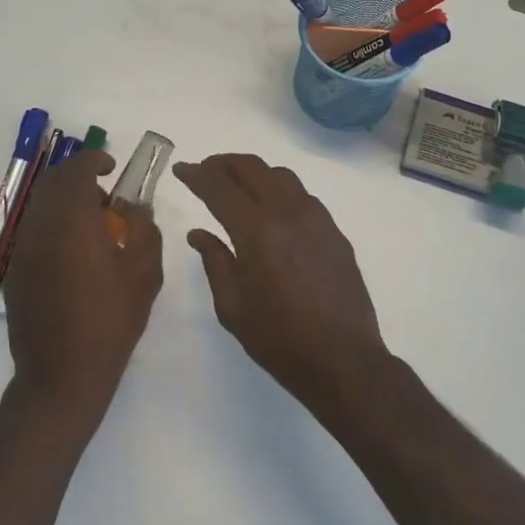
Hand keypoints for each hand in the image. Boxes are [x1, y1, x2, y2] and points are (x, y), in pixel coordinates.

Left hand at [3, 151, 162, 424]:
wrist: (61, 376)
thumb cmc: (110, 323)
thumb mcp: (143, 275)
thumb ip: (144, 231)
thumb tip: (136, 210)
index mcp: (72, 221)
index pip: (76, 170)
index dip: (93, 160)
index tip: (111, 167)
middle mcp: (40, 226)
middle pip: (52, 182)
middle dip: (78, 178)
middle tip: (104, 197)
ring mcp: (22, 249)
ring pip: (40, 205)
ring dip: (64, 202)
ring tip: (92, 227)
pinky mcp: (14, 271)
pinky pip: (33, 231)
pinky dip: (52, 225)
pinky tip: (73, 255)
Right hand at [173, 154, 389, 408]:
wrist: (343, 360)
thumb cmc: (279, 339)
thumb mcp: (232, 307)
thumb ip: (214, 261)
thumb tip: (198, 233)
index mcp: (257, 231)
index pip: (219, 188)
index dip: (196, 174)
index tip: (181, 169)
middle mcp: (288, 213)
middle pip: (252, 168)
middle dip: (223, 164)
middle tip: (205, 171)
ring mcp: (316, 218)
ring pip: (281, 176)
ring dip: (254, 173)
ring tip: (236, 186)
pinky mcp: (334, 231)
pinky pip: (302, 196)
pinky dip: (279, 190)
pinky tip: (271, 211)